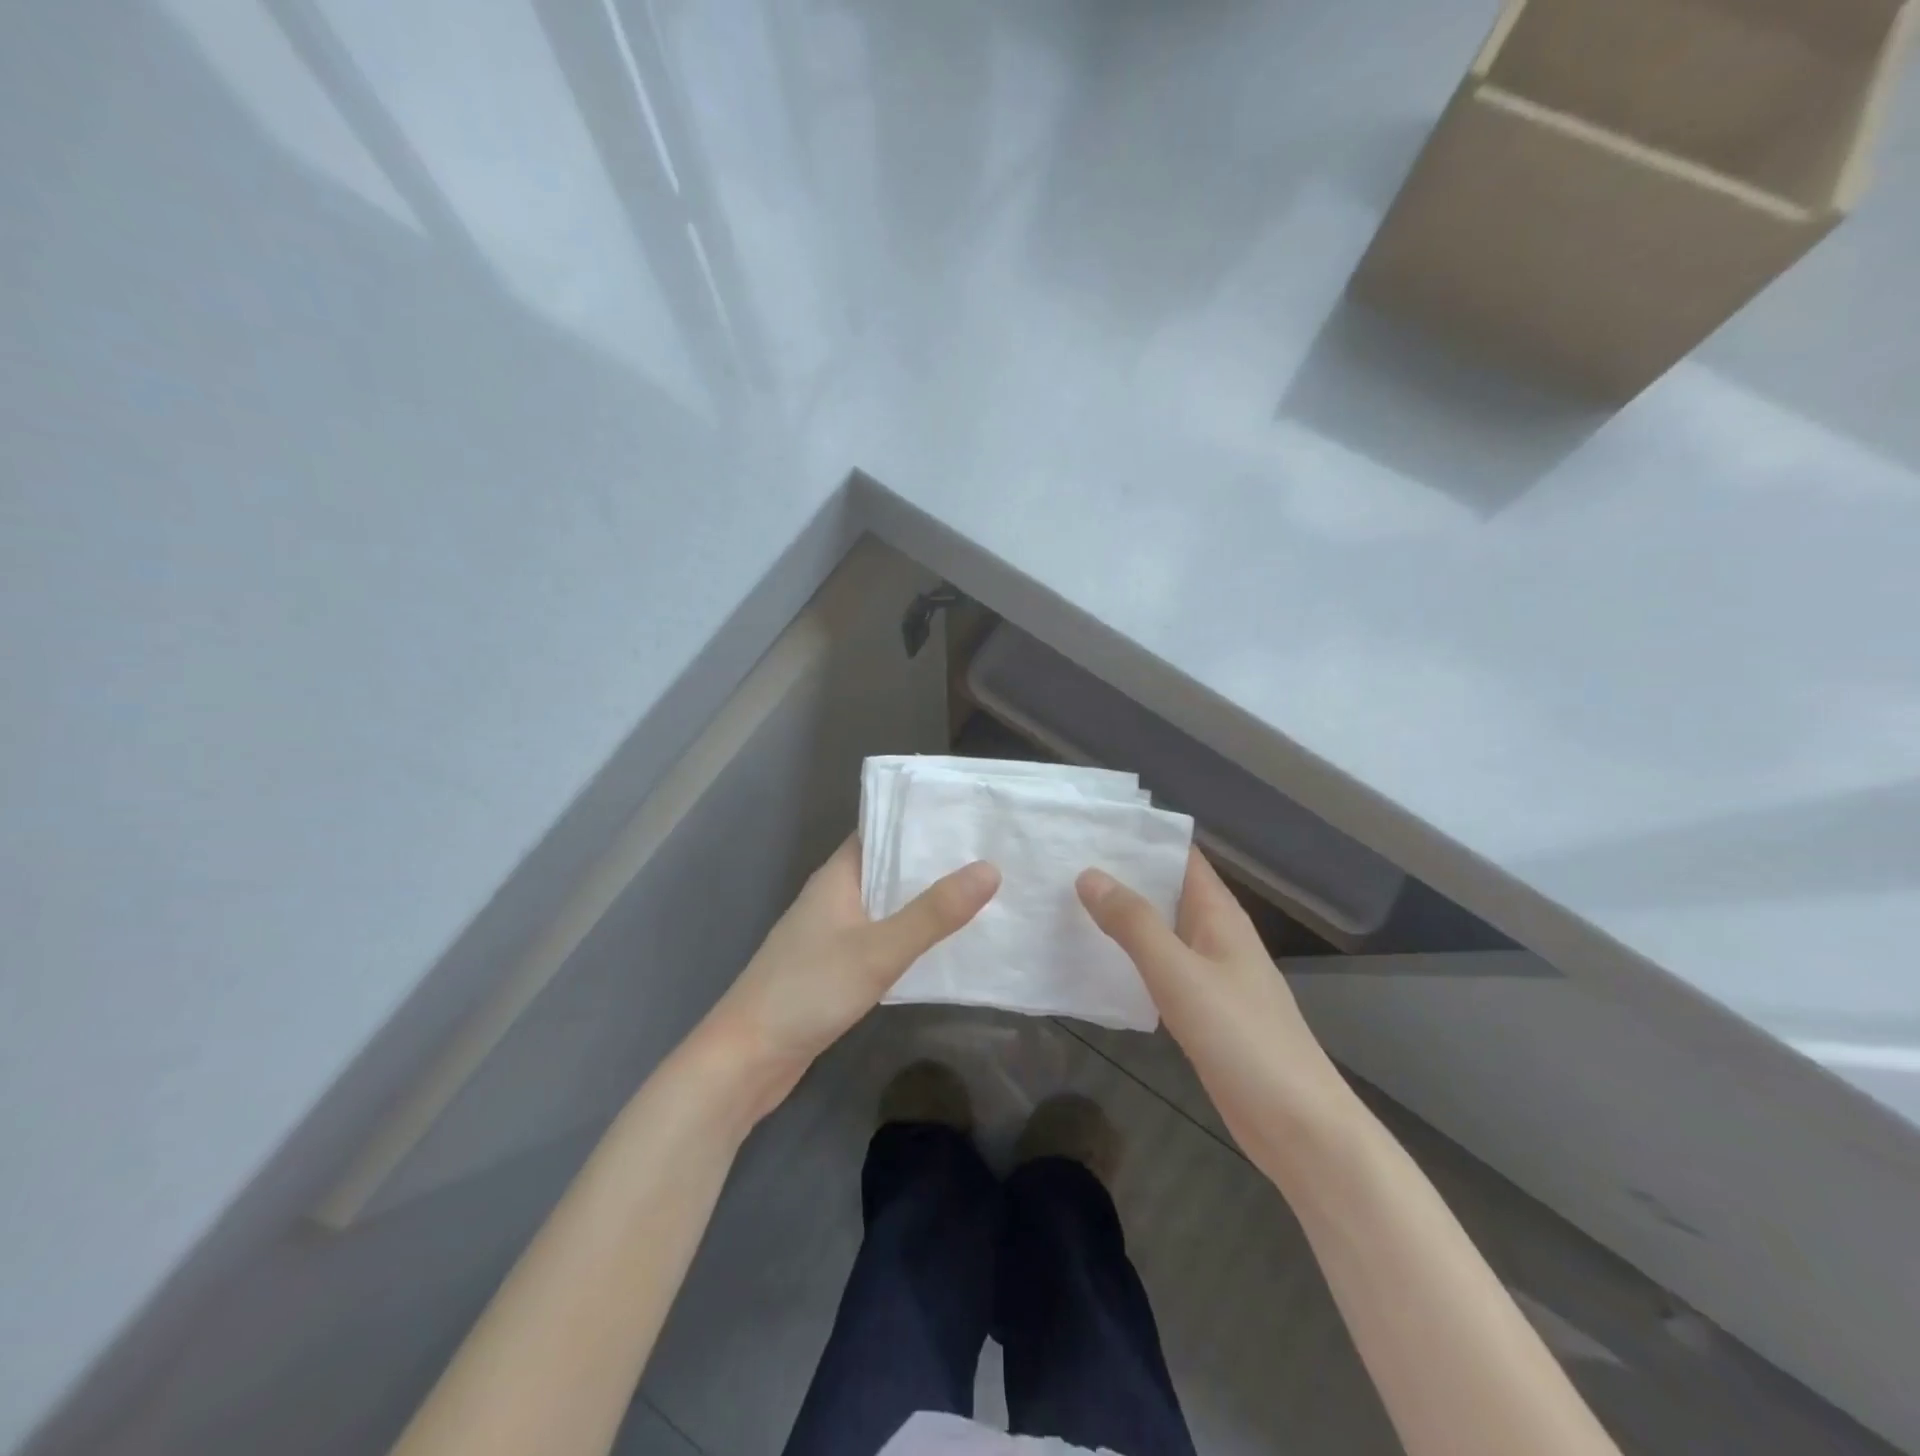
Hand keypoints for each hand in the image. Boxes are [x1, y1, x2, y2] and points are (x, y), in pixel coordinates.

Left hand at [699, 836, 998, 1122]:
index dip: (921, 819)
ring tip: (979, 890)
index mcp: (838, 876)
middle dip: (933, 860)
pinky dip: (909, 933)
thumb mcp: (878, 950)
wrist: (746, 1059)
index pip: (882, 829)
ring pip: (886, 902)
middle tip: (990, 851)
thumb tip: (989, 869)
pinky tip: (943, 942)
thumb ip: (933, 913)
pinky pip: (880, 936)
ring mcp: (832, 932)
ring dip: (923, 898)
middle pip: (888, 865)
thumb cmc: (808, 991)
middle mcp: (834, 896)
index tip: (969, 814)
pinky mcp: (834, 967)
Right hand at [1076, 850, 1353, 1169]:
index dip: (1140, 837)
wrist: (1296, 1125)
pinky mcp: (1203, 1009)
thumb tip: (1089, 875)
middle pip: (1167, 889)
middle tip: (1063, 861)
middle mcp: (1216, 934)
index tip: (1090, 826)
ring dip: (1123, 915)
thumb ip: (1134, 923)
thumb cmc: (1241, 1037)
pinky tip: (1095, 959)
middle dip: (1122, 874)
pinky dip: (1130, 955)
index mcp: (1219, 914)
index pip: (1180, 856)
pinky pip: (1161, 967)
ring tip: (1067, 901)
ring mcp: (1211, 973)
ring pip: (1161, 929)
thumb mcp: (1179, 973)